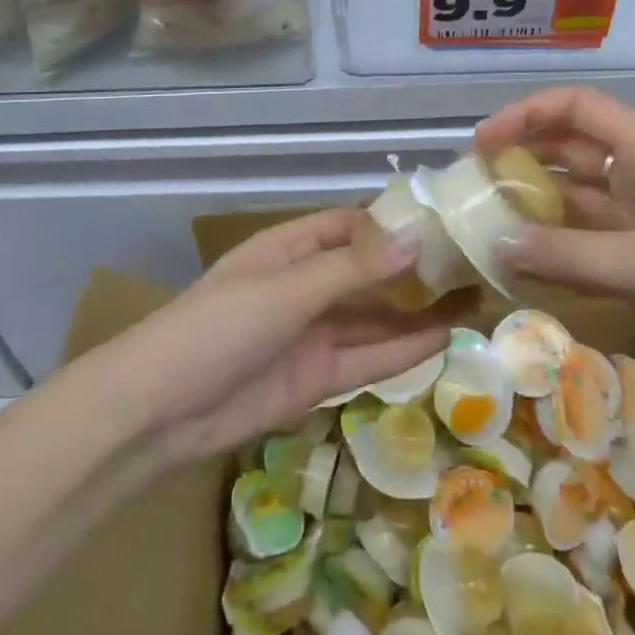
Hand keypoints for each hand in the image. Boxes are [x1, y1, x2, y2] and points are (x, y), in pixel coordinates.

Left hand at [106, 209, 462, 464]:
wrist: (159, 413)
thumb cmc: (217, 329)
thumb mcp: (285, 292)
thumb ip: (350, 269)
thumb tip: (414, 236)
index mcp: (290, 248)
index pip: (352, 225)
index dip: (395, 223)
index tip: (448, 221)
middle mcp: (305, 285)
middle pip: (369, 272)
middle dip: (415, 270)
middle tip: (476, 265)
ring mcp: (311, 333)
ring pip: (374, 317)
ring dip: (417, 311)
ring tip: (474, 301)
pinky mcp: (315, 378)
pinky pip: (366, 358)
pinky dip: (402, 351)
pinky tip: (443, 341)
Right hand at [476, 86, 634, 401]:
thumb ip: (571, 256)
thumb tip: (496, 244)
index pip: (580, 109)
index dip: (528, 113)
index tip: (484, 141)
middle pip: (574, 152)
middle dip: (525, 158)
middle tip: (476, 183)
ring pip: (581, 202)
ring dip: (539, 207)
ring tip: (490, 222)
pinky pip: (594, 246)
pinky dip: (561, 251)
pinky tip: (528, 267)